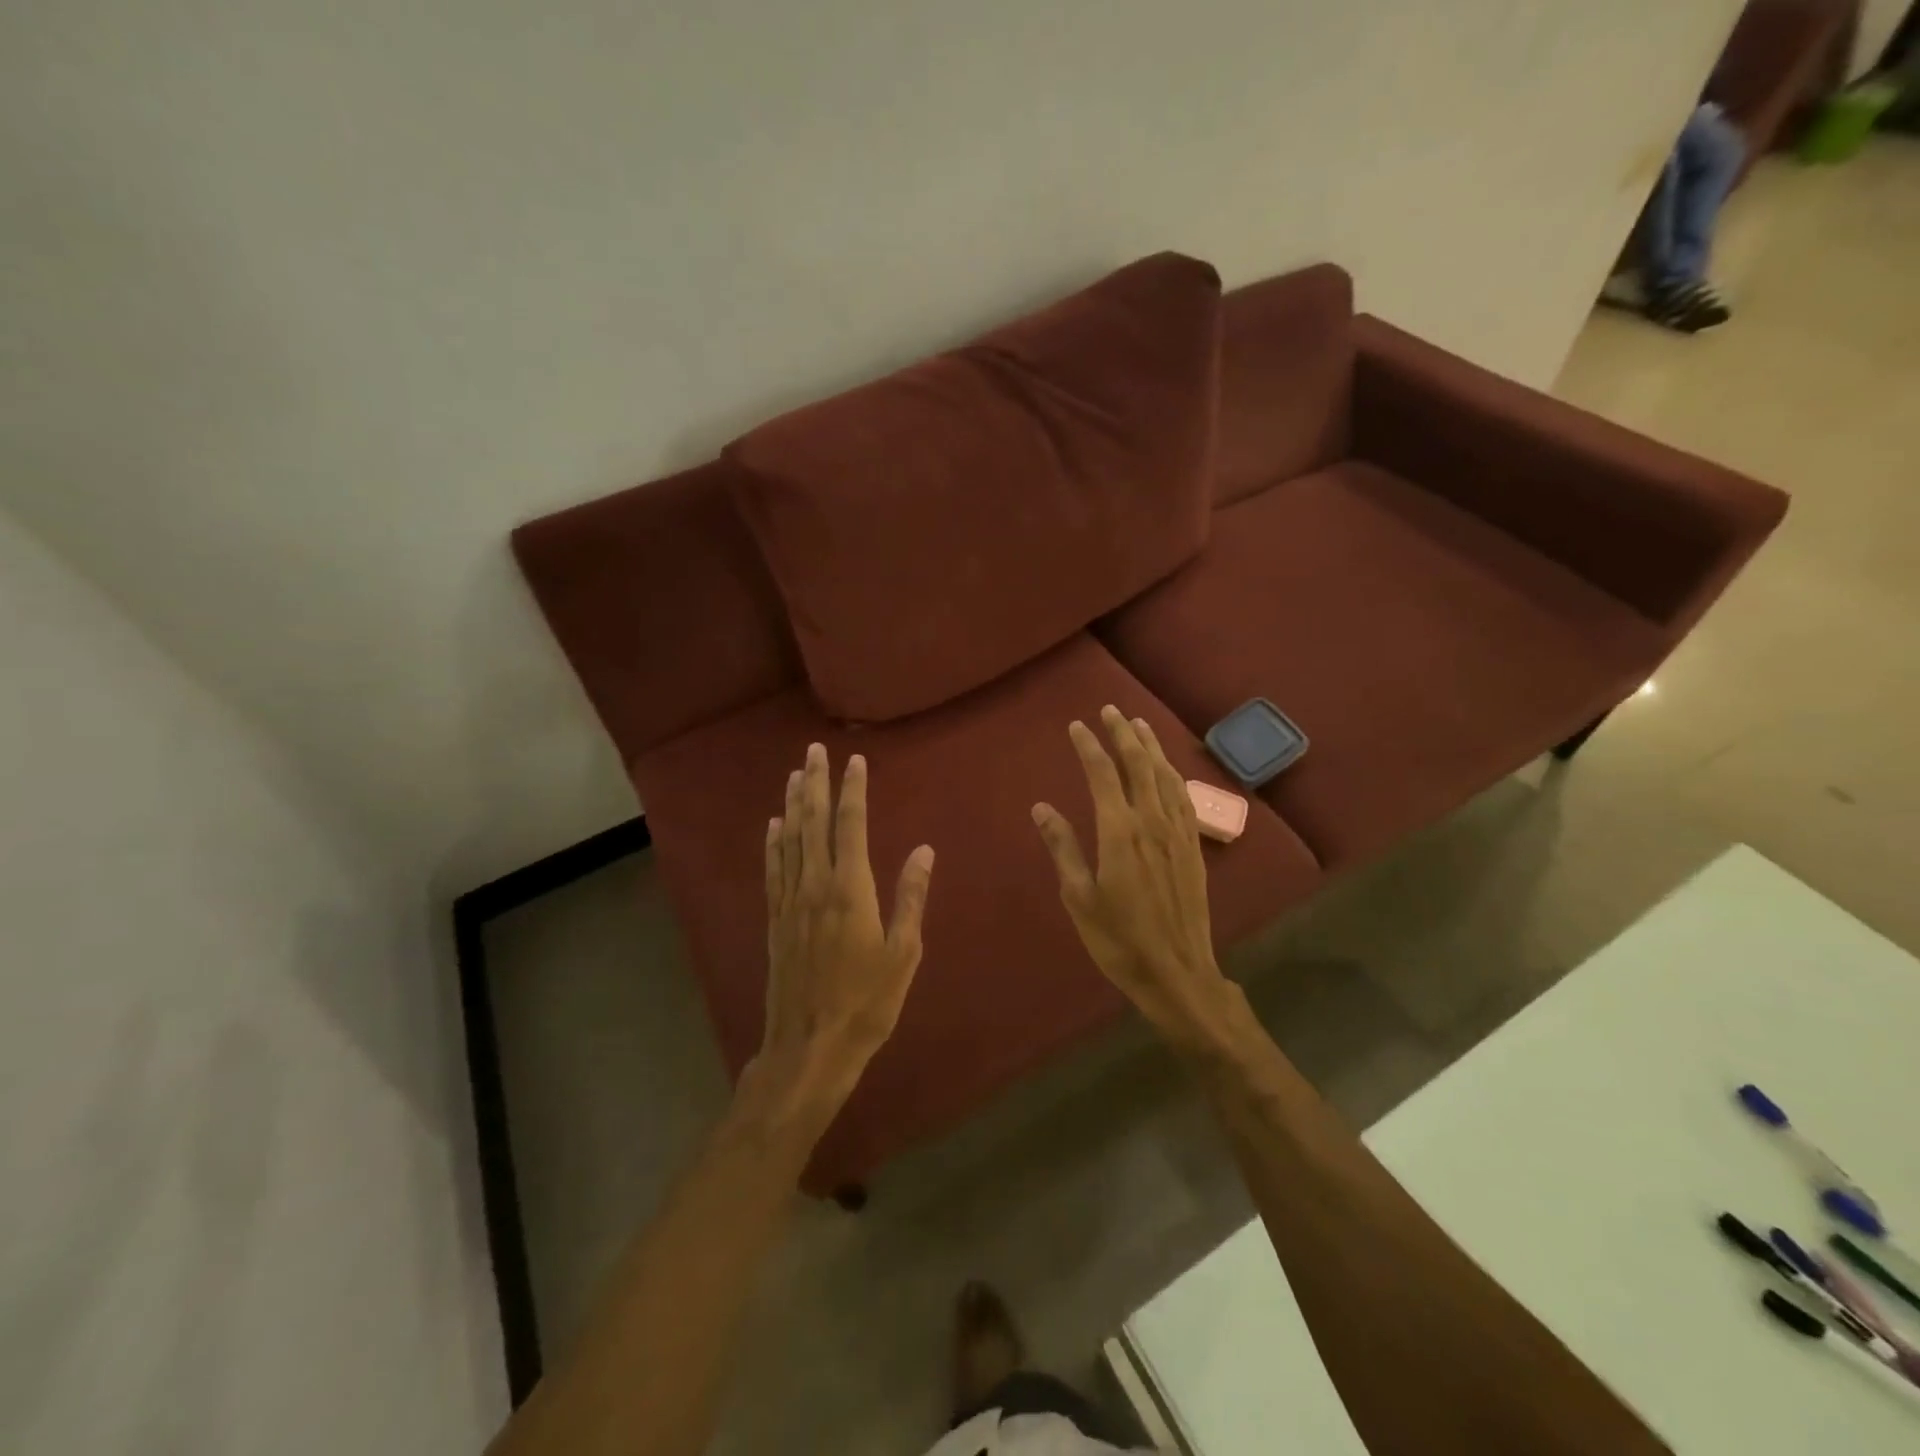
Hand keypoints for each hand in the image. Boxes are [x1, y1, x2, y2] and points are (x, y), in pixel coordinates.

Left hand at [754, 743, 934, 1117]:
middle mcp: (815, 885)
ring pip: (790, 840)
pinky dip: (773, 844)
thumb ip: (911, 897)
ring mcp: (790, 902)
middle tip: (813, 751)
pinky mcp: (776, 921)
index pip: (851, 826)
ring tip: (794, 774)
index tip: (854, 760)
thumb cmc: (867, 1002)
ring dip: (792, 804)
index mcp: (850, 890)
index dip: (852, 790)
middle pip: (813, 823)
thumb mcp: (903, 953)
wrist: (809, 1047)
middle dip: (814, 783)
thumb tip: (924, 849)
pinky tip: (773, 826)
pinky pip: (773, 870)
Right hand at [1031, 707, 1237, 1047]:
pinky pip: (1183, 796)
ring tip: (1139, 725)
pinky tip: (1167, 768)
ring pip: (1165, 775)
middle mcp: (1152, 821)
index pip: (1103, 774)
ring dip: (1151, 747)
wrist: (1177, 972)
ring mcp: (1177, 832)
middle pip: (1139, 764)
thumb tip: (1041, 808)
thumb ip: (1063, 848)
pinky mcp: (1193, 846)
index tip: (1077, 725)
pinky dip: (1172, 773)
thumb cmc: (1119, 939)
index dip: (1089, 746)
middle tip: (1110, 710)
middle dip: (1123, 734)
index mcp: (1120, 831)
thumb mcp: (1079, 897)